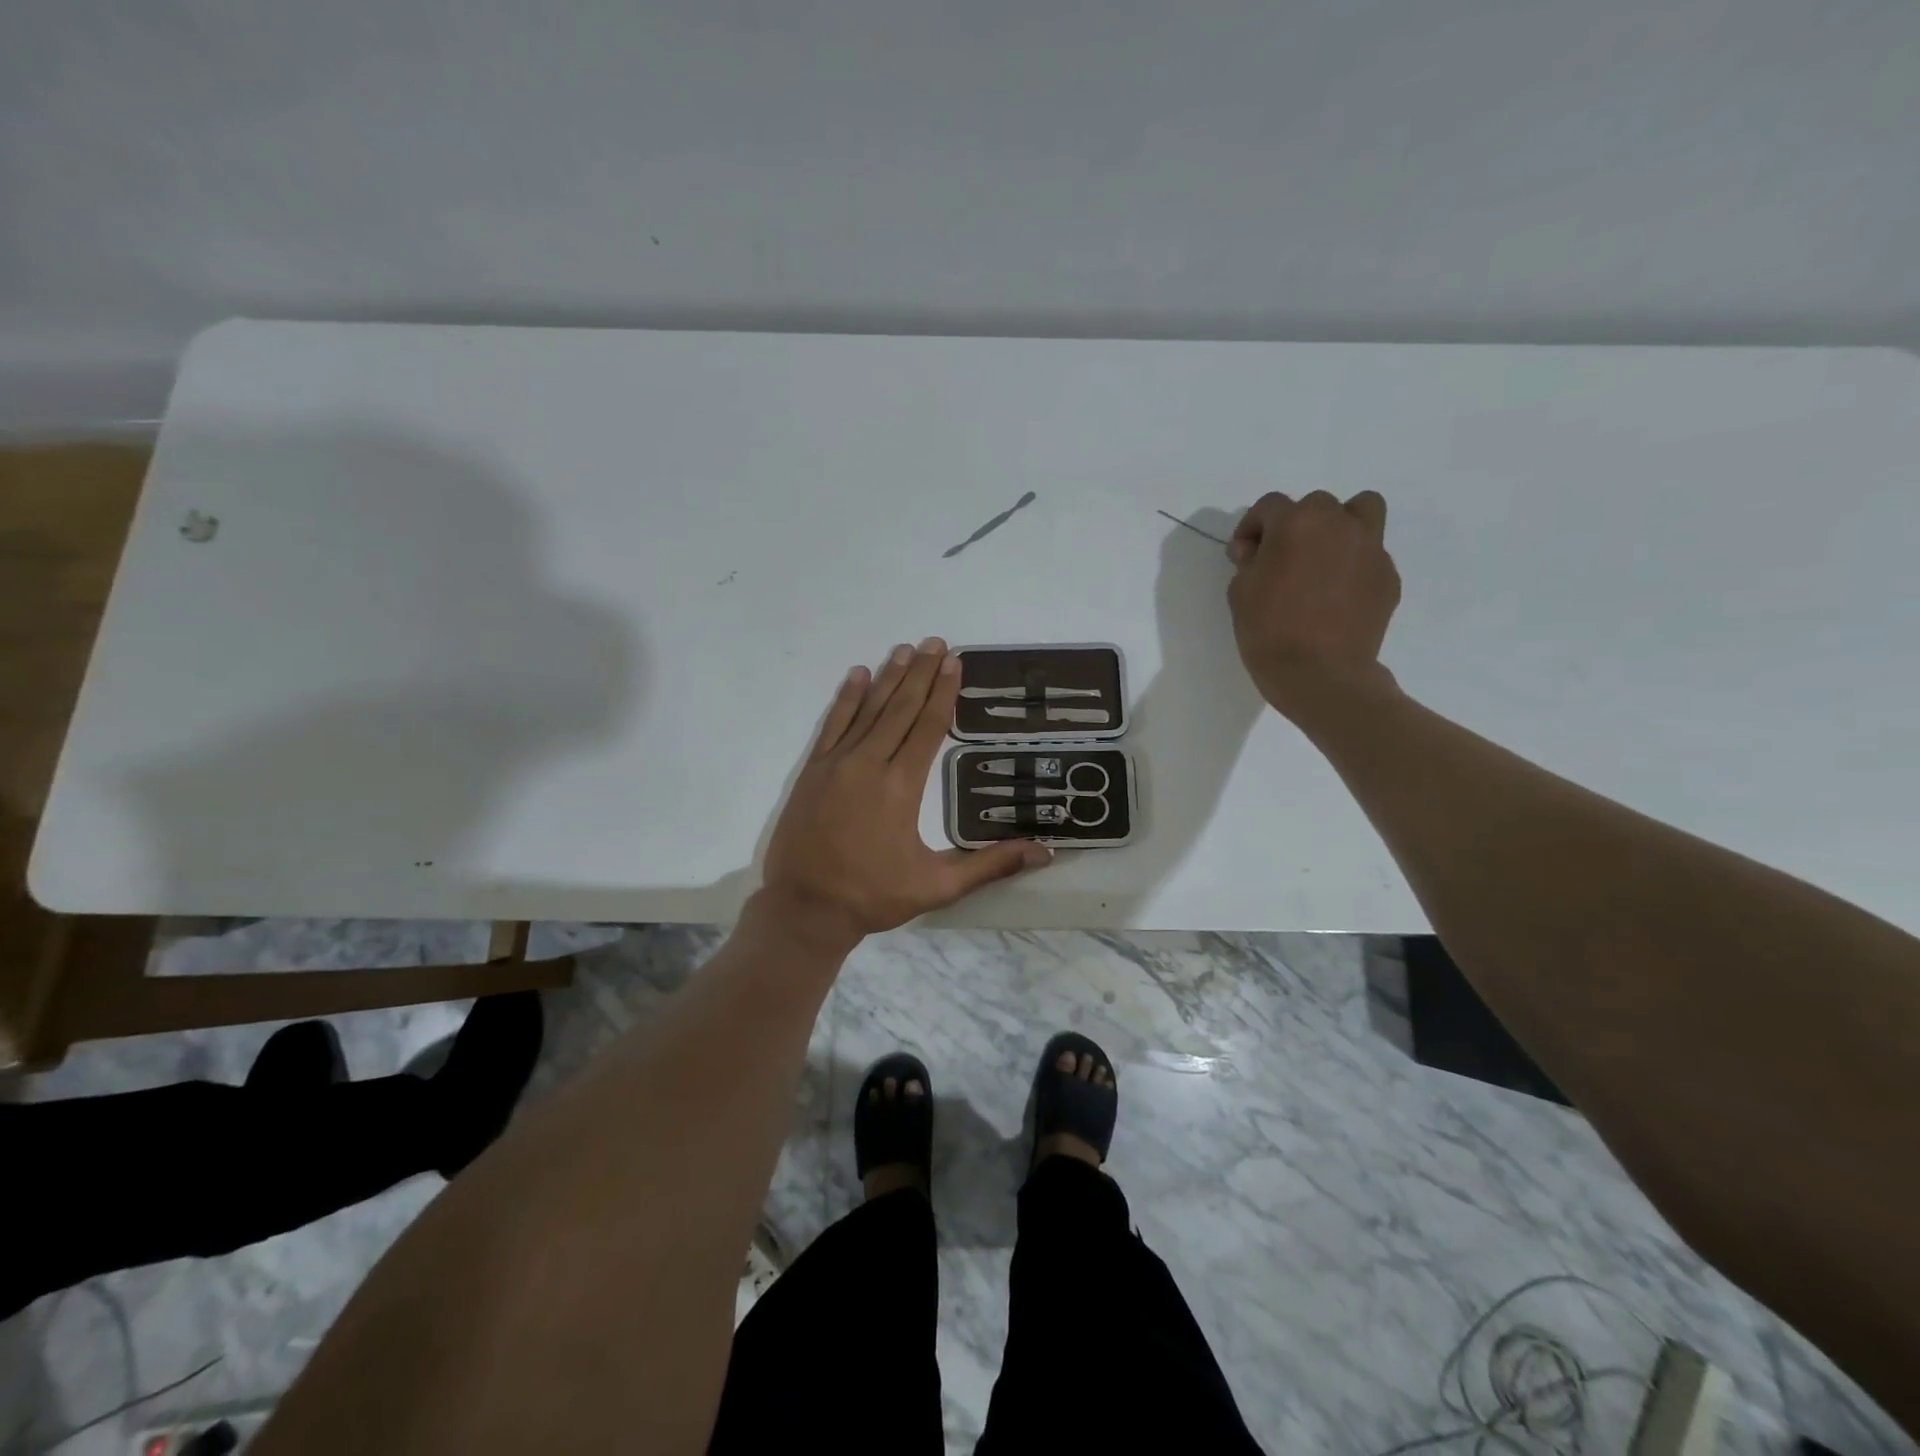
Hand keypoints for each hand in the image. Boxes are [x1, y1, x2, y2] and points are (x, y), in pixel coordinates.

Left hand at [759, 638, 1051, 947]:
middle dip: (920, 673)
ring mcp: (837, 764)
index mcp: (902, 786)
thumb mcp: (938, 886)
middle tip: (935, 642)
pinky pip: (832, 724)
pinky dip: (845, 698)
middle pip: (900, 708)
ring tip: (904, 649)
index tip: (954, 662)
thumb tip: (1046, 852)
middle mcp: (870, 764)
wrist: (805, 908)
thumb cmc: (873, 896)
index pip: (928, 727)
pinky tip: (856, 676)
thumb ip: (991, 865)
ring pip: (868, 710)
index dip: (943, 693)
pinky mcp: (812, 771)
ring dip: (888, 677)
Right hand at [1226, 490, 1401, 720]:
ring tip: (1324, 557)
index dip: (1251, 528)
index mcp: (1297, 523)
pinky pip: (1370, 556)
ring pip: (1362, 511)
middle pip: (1316, 505)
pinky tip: (1338, 596)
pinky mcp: (1387, 577)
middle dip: (1296, 525)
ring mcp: (1370, 549)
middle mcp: (1338, 525)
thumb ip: (1249, 562)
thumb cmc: (1269, 632)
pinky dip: (1353, 565)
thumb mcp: (1240, 593)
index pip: (1269, 506)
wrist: (1320, 675)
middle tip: (1282, 559)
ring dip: (1340, 525)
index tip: (1244, 555)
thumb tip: (1258, 551)